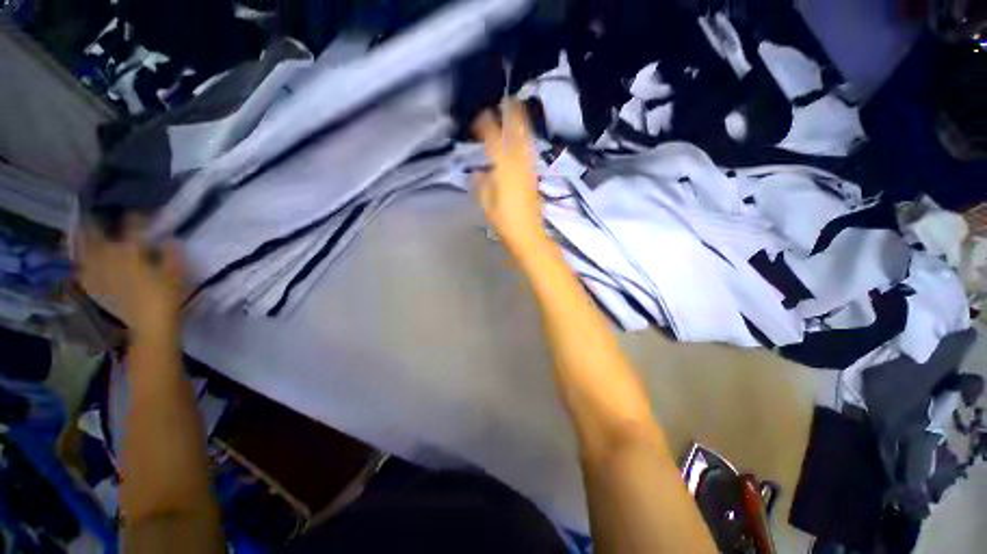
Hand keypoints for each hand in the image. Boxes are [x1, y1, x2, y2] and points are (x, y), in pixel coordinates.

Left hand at [77, 218, 185, 338]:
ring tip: (82, 231)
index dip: (137, 217)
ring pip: (85, 251)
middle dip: (96, 223)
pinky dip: (80, 263)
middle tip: (96, 214)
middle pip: (98, 235)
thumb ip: (171, 254)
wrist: (151, 326)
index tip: (142, 212)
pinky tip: (80, 261)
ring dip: (83, 240)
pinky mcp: (96, 287)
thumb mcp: (177, 273)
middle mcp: (110, 258)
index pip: (132, 226)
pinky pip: (83, 271)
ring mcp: (100, 273)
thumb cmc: (168, 297)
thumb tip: (168, 239)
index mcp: (131, 251)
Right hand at [473, 103, 544, 252]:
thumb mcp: (486, 203)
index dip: (486, 125)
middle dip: (513, 116)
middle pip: (517, 135)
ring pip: (526, 142)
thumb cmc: (504, 221)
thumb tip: (478, 173)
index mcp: (504, 169)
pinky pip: (530, 153)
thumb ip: (482, 184)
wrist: (528, 234)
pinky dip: (527, 142)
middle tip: (509, 99)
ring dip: (523, 125)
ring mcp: (529, 170)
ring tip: (519, 111)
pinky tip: (525, 140)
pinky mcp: (534, 178)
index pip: (493, 141)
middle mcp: (519, 165)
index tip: (480, 115)